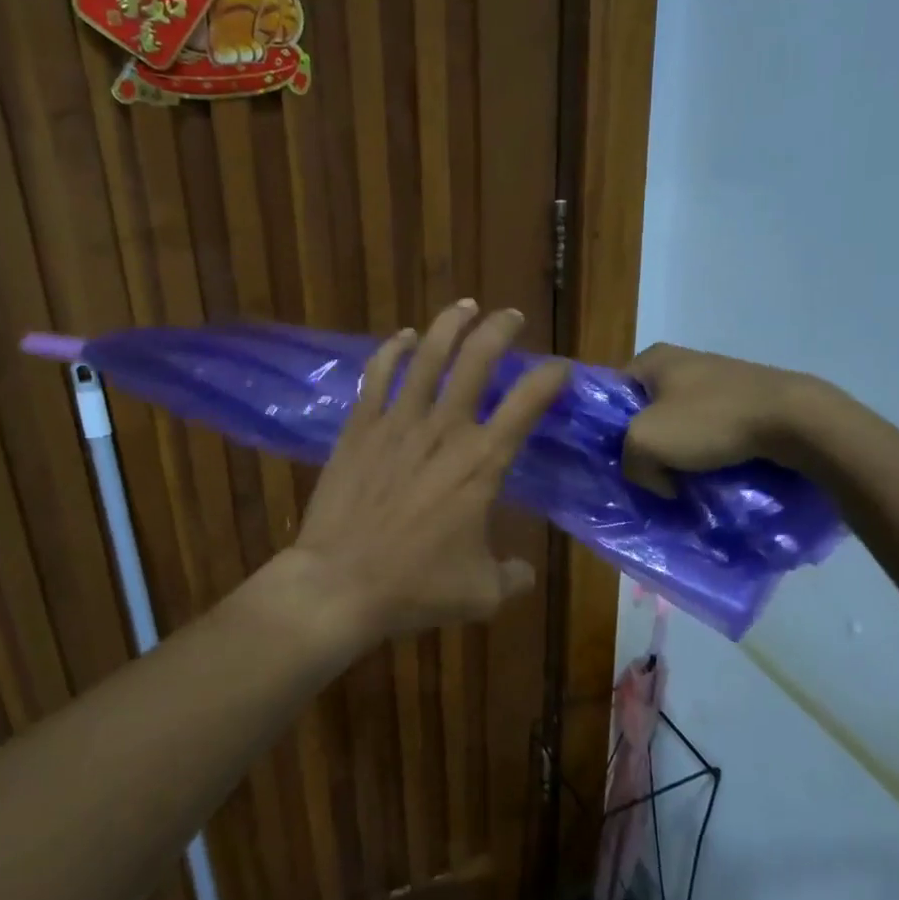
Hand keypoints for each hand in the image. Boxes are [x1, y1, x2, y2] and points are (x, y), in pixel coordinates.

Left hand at [283, 301, 567, 648]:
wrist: (337, 584)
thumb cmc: (415, 587)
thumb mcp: (481, 593)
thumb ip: (512, 577)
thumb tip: (525, 572)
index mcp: (482, 462)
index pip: (527, 403)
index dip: (550, 378)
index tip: (561, 368)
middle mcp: (444, 430)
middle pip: (478, 360)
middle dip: (500, 330)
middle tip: (511, 317)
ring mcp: (397, 423)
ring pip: (428, 355)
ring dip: (450, 325)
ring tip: (465, 306)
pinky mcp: (360, 427)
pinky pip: (379, 375)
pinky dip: (394, 350)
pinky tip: (404, 337)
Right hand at [622, 343, 820, 495]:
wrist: (793, 420)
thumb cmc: (711, 420)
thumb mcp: (646, 442)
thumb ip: (631, 461)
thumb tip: (656, 478)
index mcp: (653, 358)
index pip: (613, 395)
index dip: (609, 430)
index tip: (621, 460)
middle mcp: (683, 361)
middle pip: (647, 411)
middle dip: (647, 446)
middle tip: (651, 477)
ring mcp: (717, 379)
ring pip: (680, 424)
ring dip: (680, 453)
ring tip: (684, 481)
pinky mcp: (744, 398)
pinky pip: (711, 429)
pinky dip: (709, 451)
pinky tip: (713, 472)